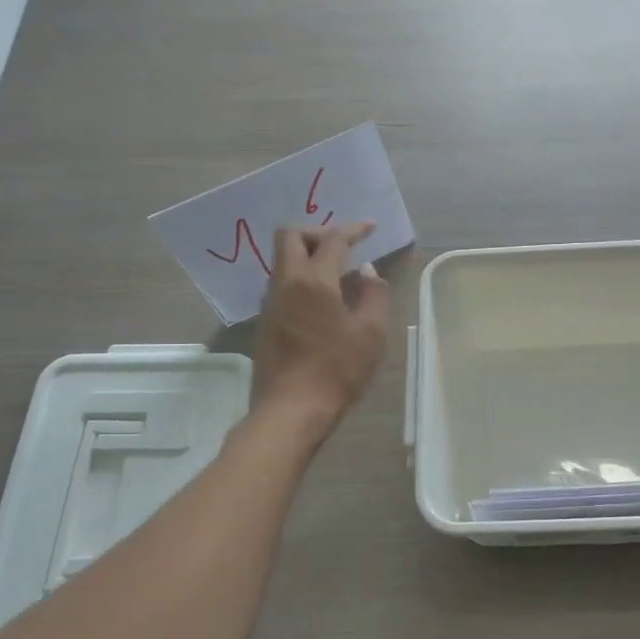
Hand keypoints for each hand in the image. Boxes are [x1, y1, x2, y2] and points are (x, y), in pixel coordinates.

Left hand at [251, 222, 391, 433]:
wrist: (291, 410)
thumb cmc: (337, 370)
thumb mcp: (371, 333)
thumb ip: (374, 295)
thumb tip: (367, 272)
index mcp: (314, 281)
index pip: (332, 240)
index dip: (353, 229)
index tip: (370, 227)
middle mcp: (286, 284)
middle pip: (291, 237)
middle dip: (318, 232)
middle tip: (343, 247)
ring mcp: (270, 304)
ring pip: (283, 262)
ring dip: (308, 257)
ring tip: (338, 275)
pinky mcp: (265, 323)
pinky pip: (282, 285)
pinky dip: (302, 279)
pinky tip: (323, 302)